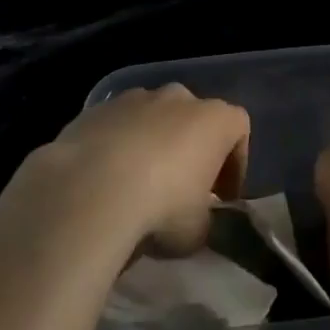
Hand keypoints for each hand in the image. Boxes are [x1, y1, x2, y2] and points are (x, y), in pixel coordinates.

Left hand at [43, 85, 248, 254]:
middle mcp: (179, 98)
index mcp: (215, 119)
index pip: (239, 130)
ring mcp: (135, 98)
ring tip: (137, 185)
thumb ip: (204, 219)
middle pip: (194, 118)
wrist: (90, 190)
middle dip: (190, 149)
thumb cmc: (161, 207)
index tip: (222, 197)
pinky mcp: (97, 109)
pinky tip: (104, 180)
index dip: (235, 164)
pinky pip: (117, 126)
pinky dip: (117, 147)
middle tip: (181, 189)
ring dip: (152, 144)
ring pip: (153, 118)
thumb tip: (194, 220)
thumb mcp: (197, 231)